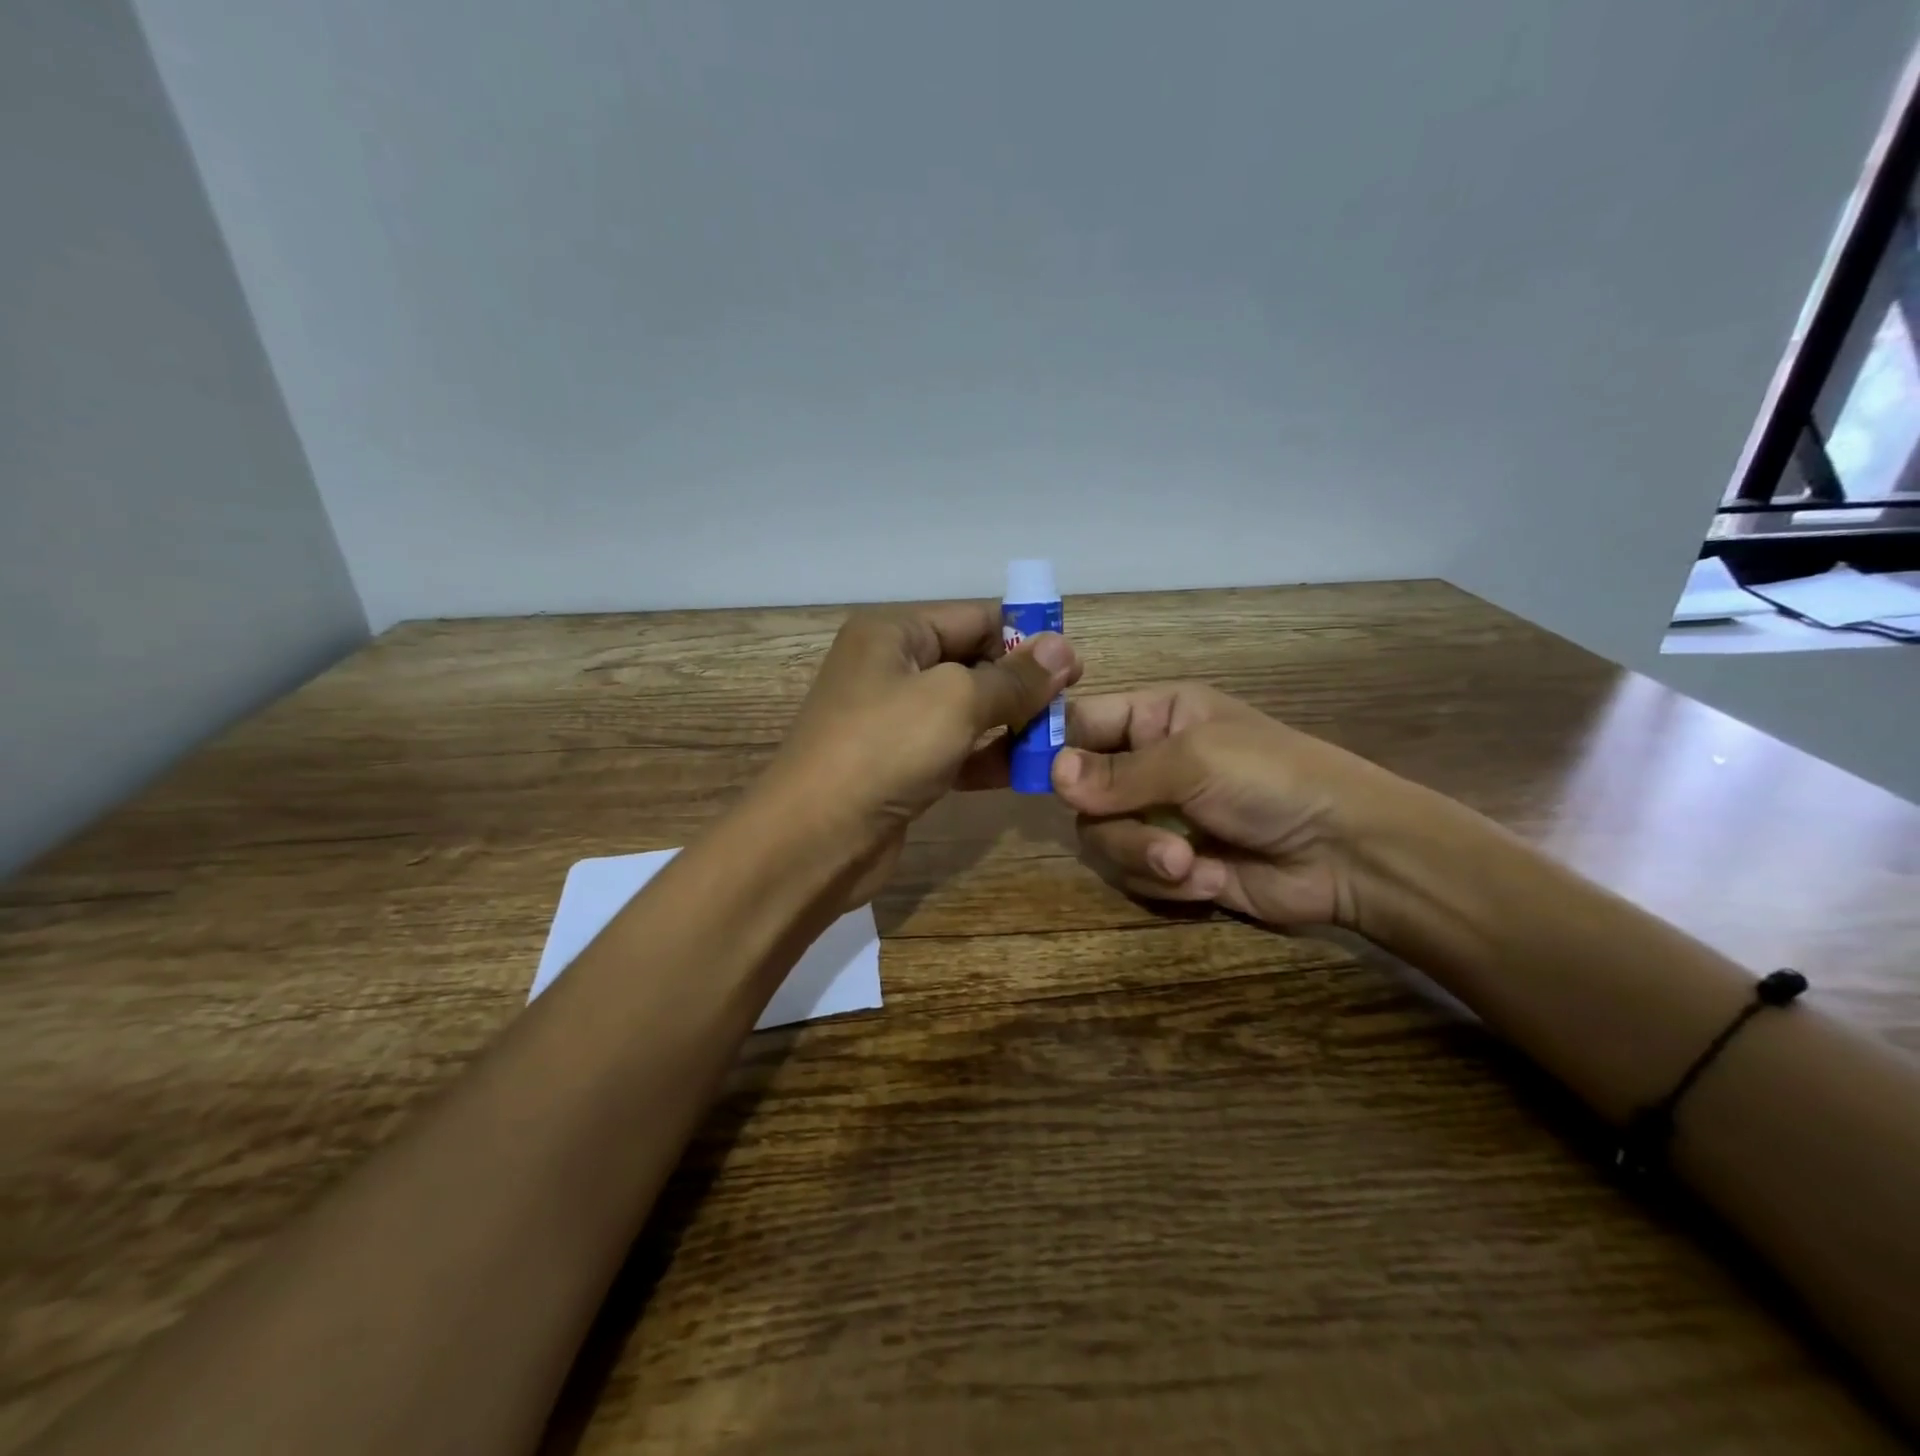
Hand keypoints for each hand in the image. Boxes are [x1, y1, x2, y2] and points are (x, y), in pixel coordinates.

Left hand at [764, 603, 1081, 905]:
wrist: (814, 840)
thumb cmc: (883, 750)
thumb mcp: (955, 701)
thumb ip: (1013, 678)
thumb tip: (1065, 650)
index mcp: (893, 634)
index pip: (973, 618)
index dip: (1025, 638)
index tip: (1075, 666)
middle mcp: (891, 670)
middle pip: (972, 663)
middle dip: (1021, 684)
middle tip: (1070, 708)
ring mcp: (894, 721)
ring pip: (968, 711)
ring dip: (1011, 724)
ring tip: (1058, 741)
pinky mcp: (901, 767)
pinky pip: (955, 750)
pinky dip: (988, 757)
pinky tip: (1027, 771)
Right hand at [1051, 682, 1407, 929]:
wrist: (1347, 853)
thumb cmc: (1273, 780)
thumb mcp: (1195, 761)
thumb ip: (1119, 772)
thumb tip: (1051, 775)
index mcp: (1155, 717)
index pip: (1081, 722)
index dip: (1050, 744)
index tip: (1022, 773)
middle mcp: (1147, 764)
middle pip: (1081, 793)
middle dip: (1114, 822)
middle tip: (1148, 836)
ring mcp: (1157, 817)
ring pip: (1102, 839)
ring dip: (1142, 857)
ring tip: (1189, 866)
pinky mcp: (1170, 864)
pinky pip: (1132, 875)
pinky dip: (1167, 884)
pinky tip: (1209, 879)